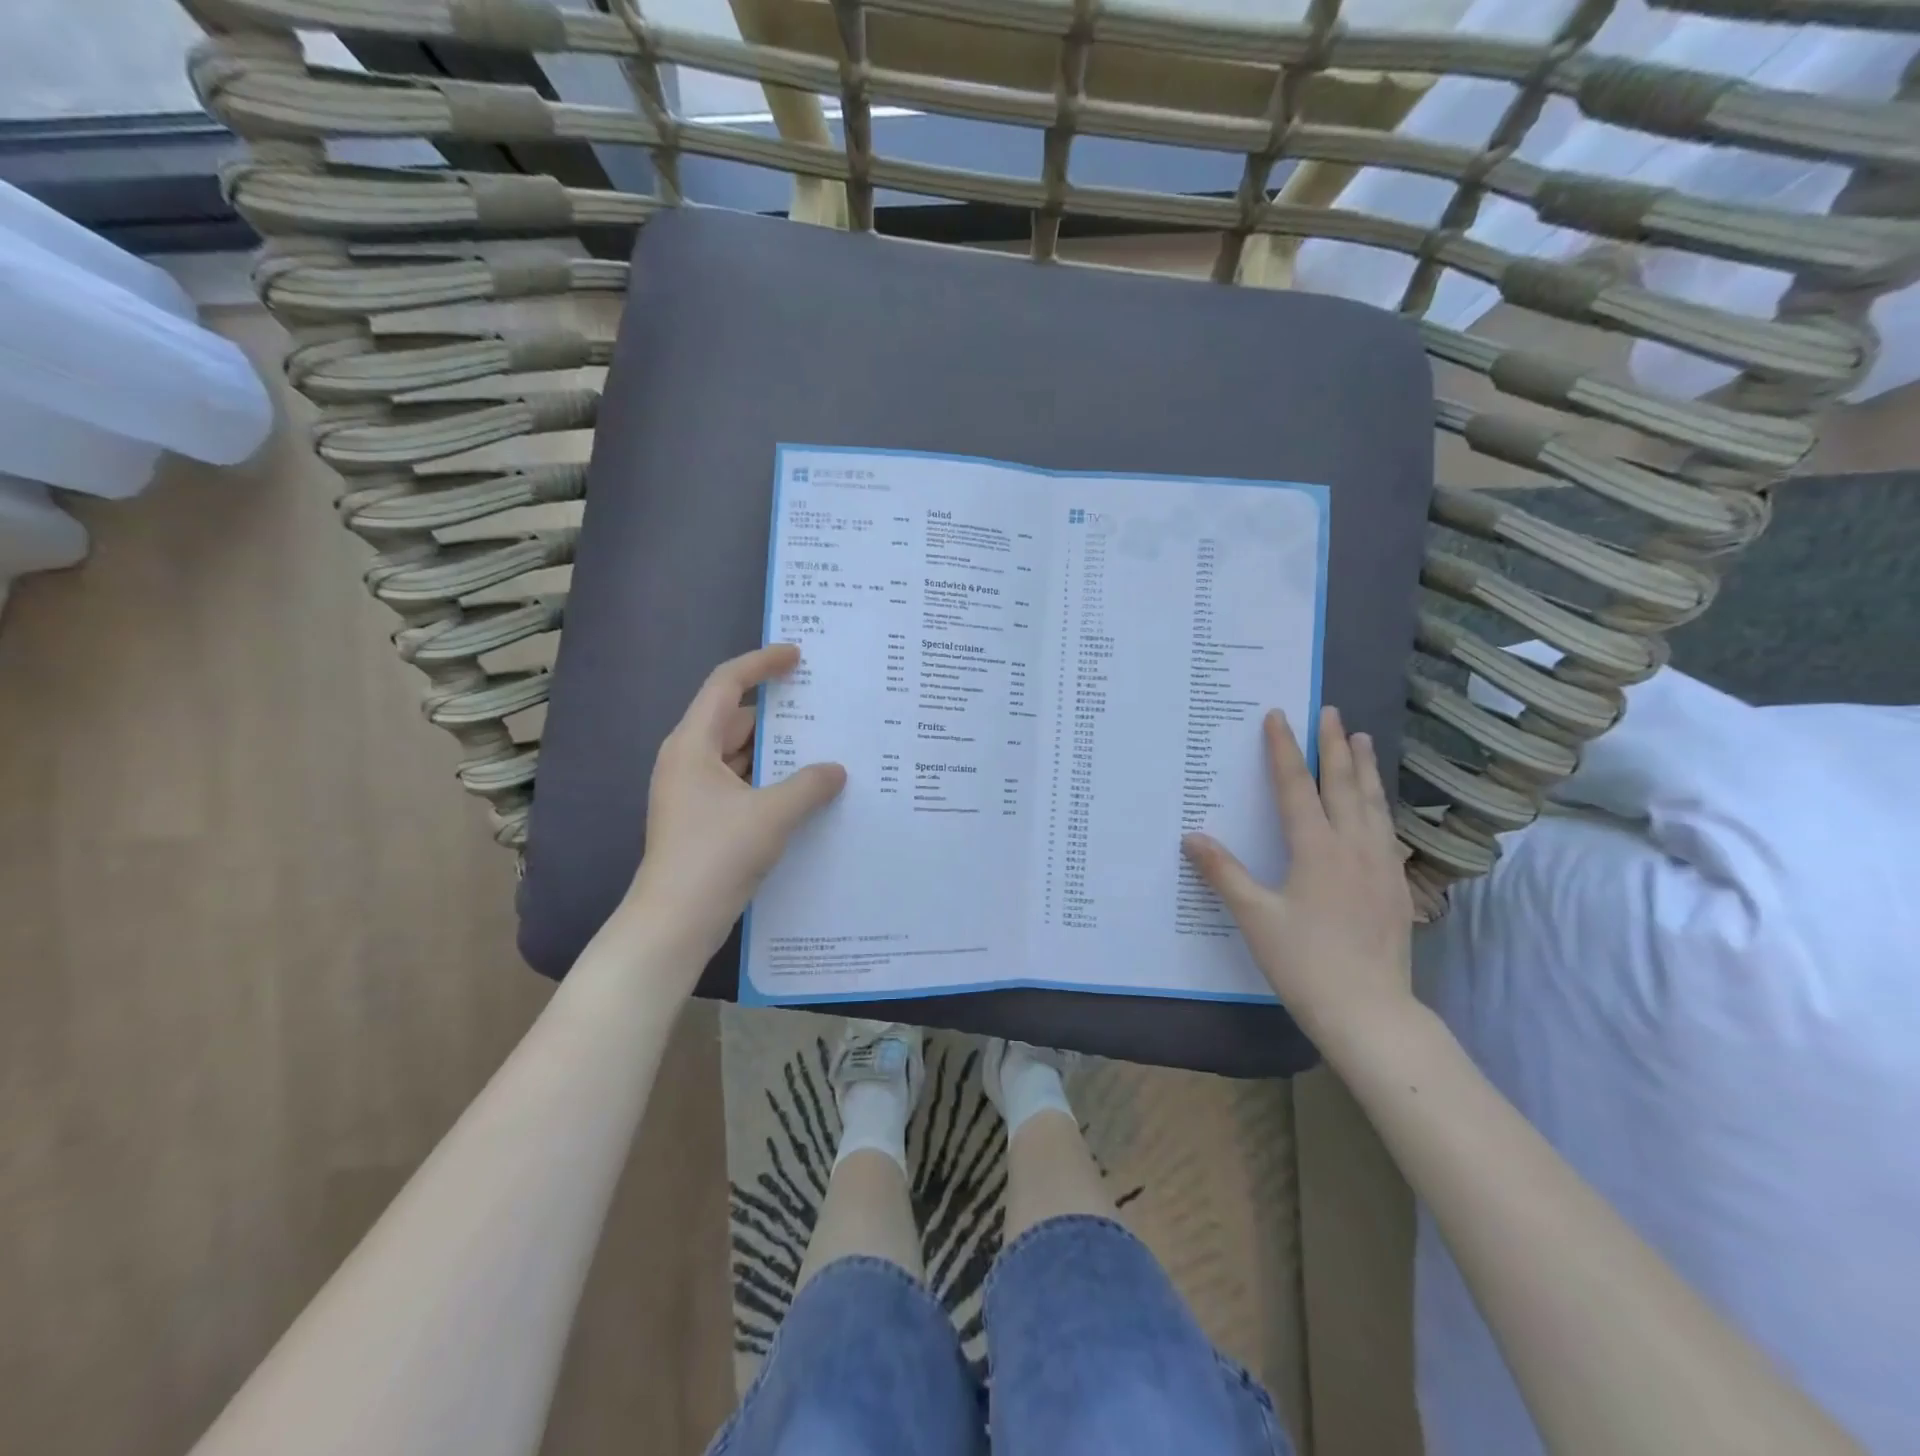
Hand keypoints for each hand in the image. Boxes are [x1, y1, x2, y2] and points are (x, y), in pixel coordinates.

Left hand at [624, 644, 845, 969]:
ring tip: (821, 745)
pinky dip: (769, 779)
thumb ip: (810, 785)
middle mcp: (689, 760)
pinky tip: (802, 789)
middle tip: (820, 705)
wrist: (675, 921)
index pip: (726, 684)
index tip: (797, 656)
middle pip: (733, 718)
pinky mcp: (703, 819)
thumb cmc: (716, 855)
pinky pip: (740, 783)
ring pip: (739, 754)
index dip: (761, 664)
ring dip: (775, 750)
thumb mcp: (772, 815)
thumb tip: (837, 770)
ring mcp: (694, 792)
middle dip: (776, 711)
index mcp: (693, 744)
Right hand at [1182, 706, 1413, 1047]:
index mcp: (1317, 850)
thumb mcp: (1255, 917)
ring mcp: (1381, 867)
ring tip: (1362, 739)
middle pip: (1344, 785)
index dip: (1285, 750)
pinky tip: (1378, 808)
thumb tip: (1191, 836)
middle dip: (1334, 746)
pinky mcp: (1396, 888)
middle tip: (1331, 712)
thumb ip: (1224, 873)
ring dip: (1364, 769)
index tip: (1279, 717)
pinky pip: (1387, 831)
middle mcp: (1354, 847)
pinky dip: (1379, 806)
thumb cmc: (1305, 963)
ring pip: (1373, 804)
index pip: (1297, 787)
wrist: (1370, 1012)